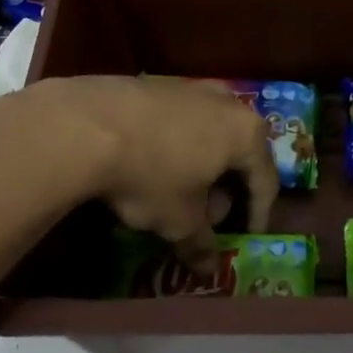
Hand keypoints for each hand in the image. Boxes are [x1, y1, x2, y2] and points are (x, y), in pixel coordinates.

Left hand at [10, 75, 279, 264]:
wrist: (87, 124)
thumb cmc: (151, 174)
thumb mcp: (179, 220)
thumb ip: (200, 244)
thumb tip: (208, 269)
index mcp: (245, 133)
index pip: (265, 180)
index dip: (259, 213)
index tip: (248, 235)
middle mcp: (226, 102)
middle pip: (237, 152)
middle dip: (226, 188)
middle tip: (208, 217)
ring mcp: (190, 87)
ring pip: (207, 133)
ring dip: (200, 165)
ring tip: (177, 192)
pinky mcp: (156, 83)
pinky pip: (178, 121)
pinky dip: (175, 146)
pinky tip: (150, 164)